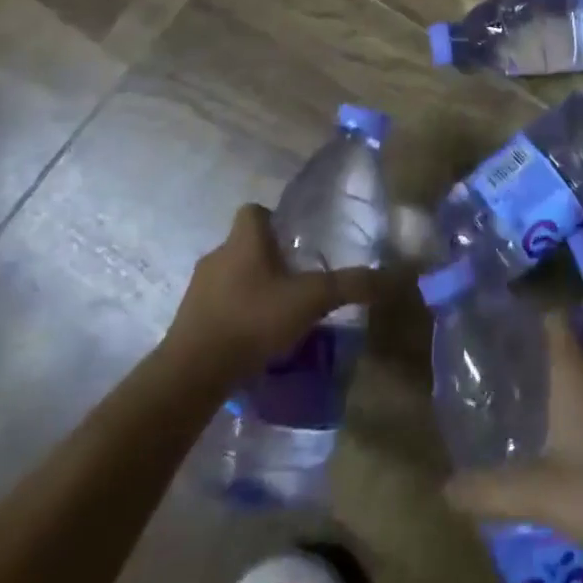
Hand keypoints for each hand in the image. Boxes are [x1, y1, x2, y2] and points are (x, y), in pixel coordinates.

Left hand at [165, 204, 384, 386]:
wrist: (193, 372)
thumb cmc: (253, 318)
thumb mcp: (311, 299)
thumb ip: (350, 285)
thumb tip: (394, 275)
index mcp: (245, 239)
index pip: (254, 210)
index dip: (273, 219)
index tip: (293, 240)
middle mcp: (218, 254)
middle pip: (243, 244)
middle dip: (267, 258)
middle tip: (294, 280)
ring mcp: (198, 289)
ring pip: (229, 276)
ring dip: (249, 288)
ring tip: (276, 314)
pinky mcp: (188, 320)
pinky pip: (216, 307)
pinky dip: (234, 315)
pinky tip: (253, 339)